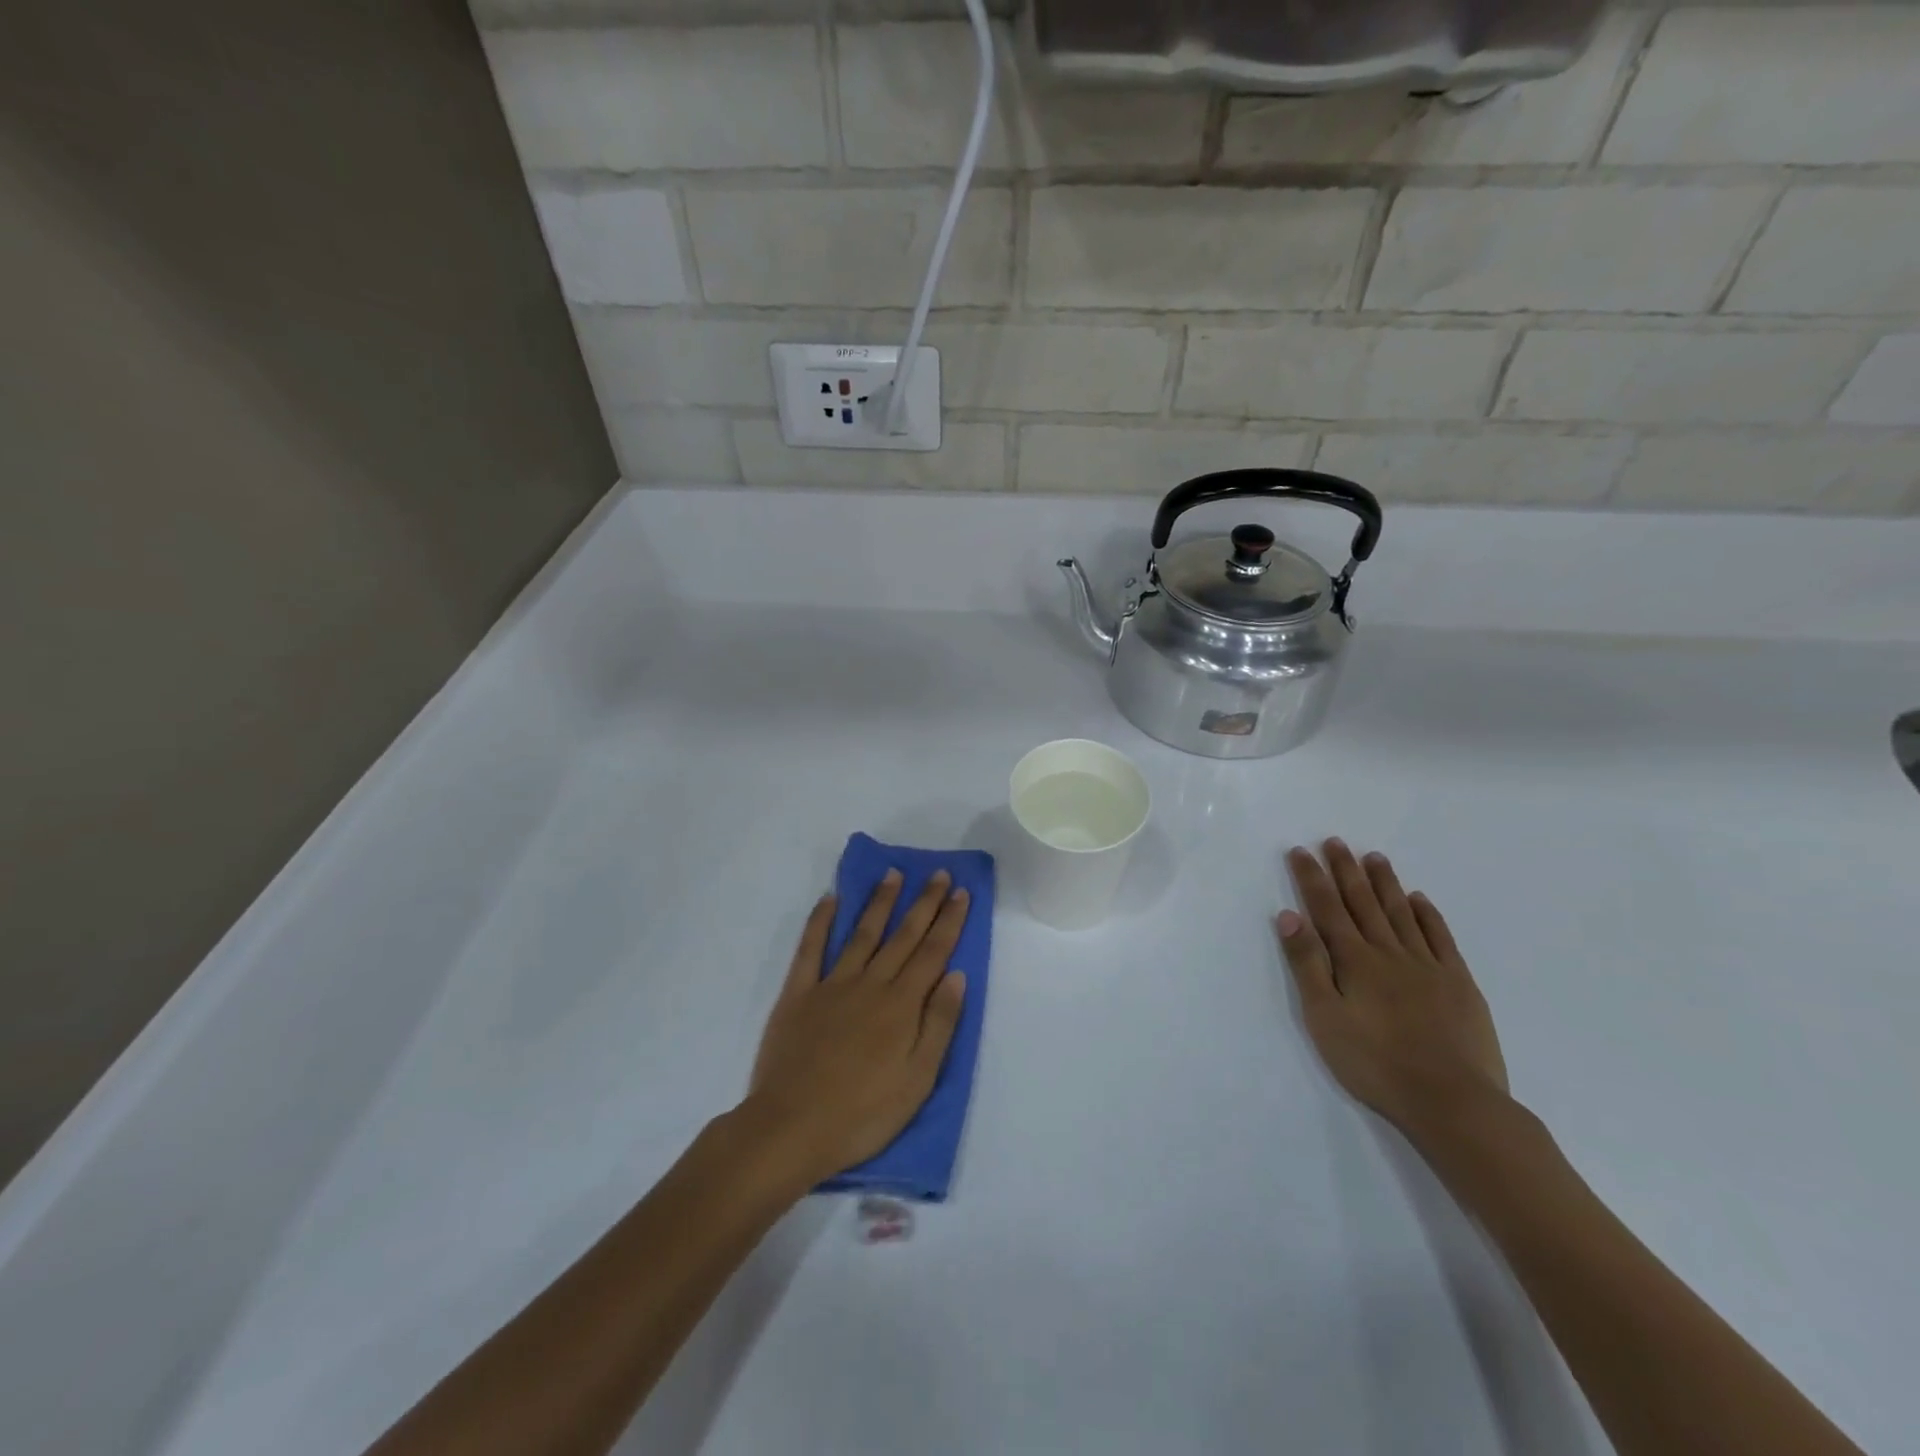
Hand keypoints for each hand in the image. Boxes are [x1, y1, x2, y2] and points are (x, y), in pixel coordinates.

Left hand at [743, 870, 969, 1187]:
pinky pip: (810, 949)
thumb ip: (939, 1024)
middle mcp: (870, 984)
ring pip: (861, 933)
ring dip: (879, 902)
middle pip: (902, 936)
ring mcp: (831, 985)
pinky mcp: (797, 995)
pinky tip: (830, 899)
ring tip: (893, 874)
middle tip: (938, 873)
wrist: (791, 1128)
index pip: (933, 953)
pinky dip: (820, 922)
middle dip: (923, 903)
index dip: (949, 921)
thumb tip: (956, 974)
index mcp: (902, 1005)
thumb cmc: (863, 1113)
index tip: (960, 892)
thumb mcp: (918, 1080)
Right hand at [1277, 840, 1508, 1141]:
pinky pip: (1440, 937)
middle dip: (1346, 870)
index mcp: (1354, 960)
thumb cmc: (1374, 1062)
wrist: (1452, 1101)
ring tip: (1374, 857)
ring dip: (1385, 883)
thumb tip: (1289, 916)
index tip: (1301, 851)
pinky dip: (1428, 915)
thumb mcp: (1324, 1017)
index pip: (1327, 908)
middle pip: (1363, 903)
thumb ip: (1307, 964)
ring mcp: (1428, 965)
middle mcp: (1389, 952)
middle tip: (1335, 841)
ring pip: (1401, 913)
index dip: (1312, 878)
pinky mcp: (1458, 983)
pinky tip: (1420, 899)